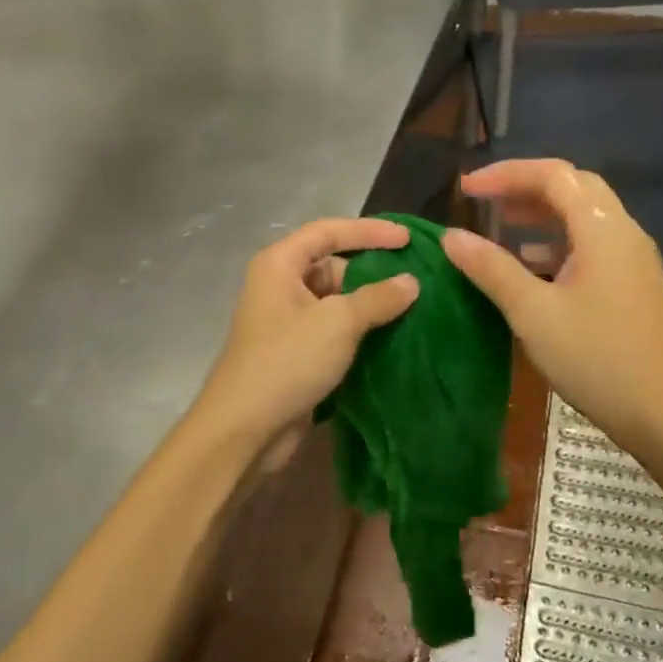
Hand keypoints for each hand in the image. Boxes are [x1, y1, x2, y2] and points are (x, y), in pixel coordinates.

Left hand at [194, 218, 418, 467]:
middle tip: (417, 280)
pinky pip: (335, 331)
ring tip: (416, 308)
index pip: (328, 232)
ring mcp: (288, 322)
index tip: (408, 239)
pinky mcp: (297, 354)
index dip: (369, 231)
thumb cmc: (287, 362)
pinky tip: (394, 337)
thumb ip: (378, 298)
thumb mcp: (337, 323)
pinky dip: (361, 332)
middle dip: (373, 272)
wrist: (245, 430)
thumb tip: (411, 282)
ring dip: (371, 305)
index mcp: (279, 265)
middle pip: (333, 266)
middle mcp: (280, 287)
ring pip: (337, 302)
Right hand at [442, 160, 662, 457]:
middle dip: (526, 187)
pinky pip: (592, 244)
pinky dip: (557, 242)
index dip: (506, 174)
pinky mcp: (633, 284)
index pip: (553, 176)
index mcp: (602, 229)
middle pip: (574, 187)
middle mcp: (623, 233)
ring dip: (542, 213)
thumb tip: (452, 236)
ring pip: (584, 216)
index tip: (466, 189)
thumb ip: (491, 269)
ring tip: (502, 225)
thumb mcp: (533, 313)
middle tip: (485, 201)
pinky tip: (532, 265)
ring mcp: (633, 259)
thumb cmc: (597, 358)